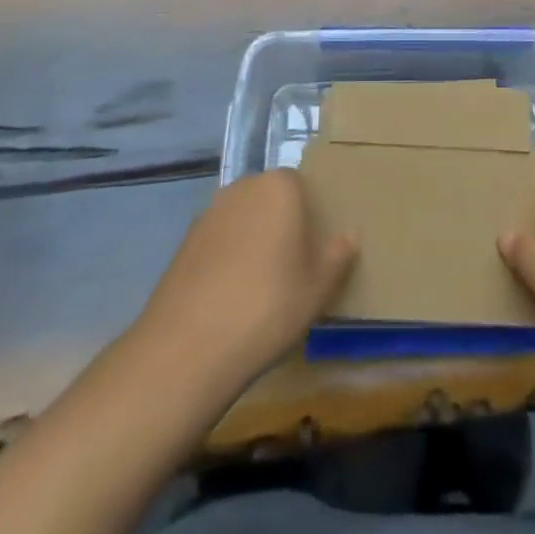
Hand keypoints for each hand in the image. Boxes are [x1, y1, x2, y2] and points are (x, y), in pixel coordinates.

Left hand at [134, 169, 355, 387]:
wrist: (188, 346)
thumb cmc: (267, 306)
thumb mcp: (318, 287)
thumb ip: (338, 255)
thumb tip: (349, 235)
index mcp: (279, 186)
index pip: (303, 187)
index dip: (312, 218)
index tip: (316, 252)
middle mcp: (243, 187)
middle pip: (271, 200)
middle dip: (282, 225)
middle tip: (293, 269)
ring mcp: (209, 213)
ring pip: (244, 220)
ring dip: (254, 242)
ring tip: (261, 288)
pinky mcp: (185, 241)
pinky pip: (219, 241)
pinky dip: (228, 259)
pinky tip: (231, 298)